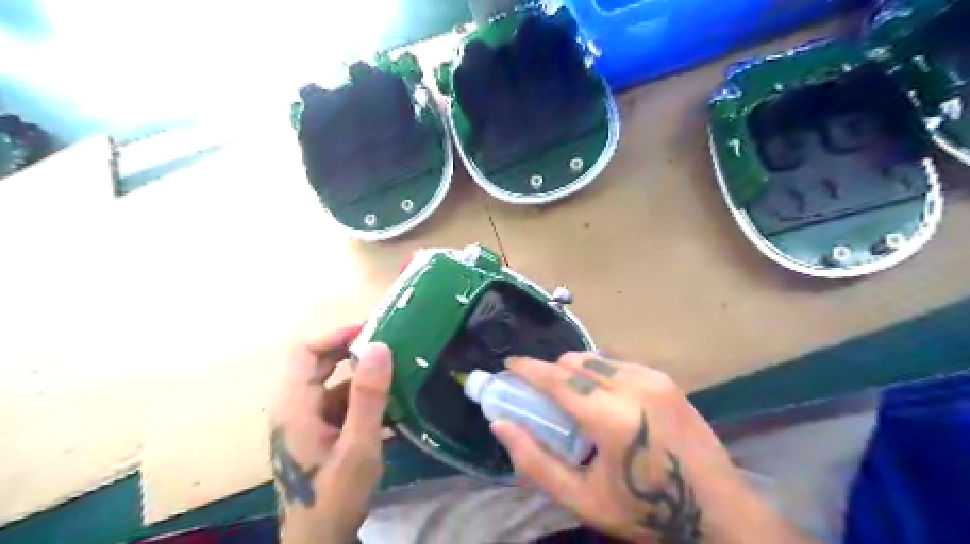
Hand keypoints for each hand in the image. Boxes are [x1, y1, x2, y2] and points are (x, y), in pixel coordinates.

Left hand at [268, 326, 392, 542]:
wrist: (318, 541)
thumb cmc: (335, 497)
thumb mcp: (358, 447)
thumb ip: (369, 396)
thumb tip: (379, 346)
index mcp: (295, 405)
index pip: (306, 349)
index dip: (337, 333)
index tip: (374, 331)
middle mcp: (294, 405)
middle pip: (318, 360)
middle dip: (353, 348)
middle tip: (390, 343)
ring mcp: (305, 418)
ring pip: (332, 379)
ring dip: (362, 372)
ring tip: (398, 368)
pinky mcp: (317, 429)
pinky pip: (339, 399)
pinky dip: (362, 394)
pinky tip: (391, 402)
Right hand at [493, 354, 815, 543]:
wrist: (719, 512)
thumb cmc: (646, 511)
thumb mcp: (583, 499)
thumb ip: (536, 461)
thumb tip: (500, 425)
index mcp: (610, 417)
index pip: (557, 378)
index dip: (528, 368)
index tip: (509, 364)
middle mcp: (632, 386)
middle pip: (575, 361)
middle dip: (551, 371)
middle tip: (542, 394)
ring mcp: (653, 378)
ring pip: (596, 358)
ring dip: (576, 370)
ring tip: (573, 398)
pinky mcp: (665, 379)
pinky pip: (618, 364)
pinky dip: (600, 373)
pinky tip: (604, 398)